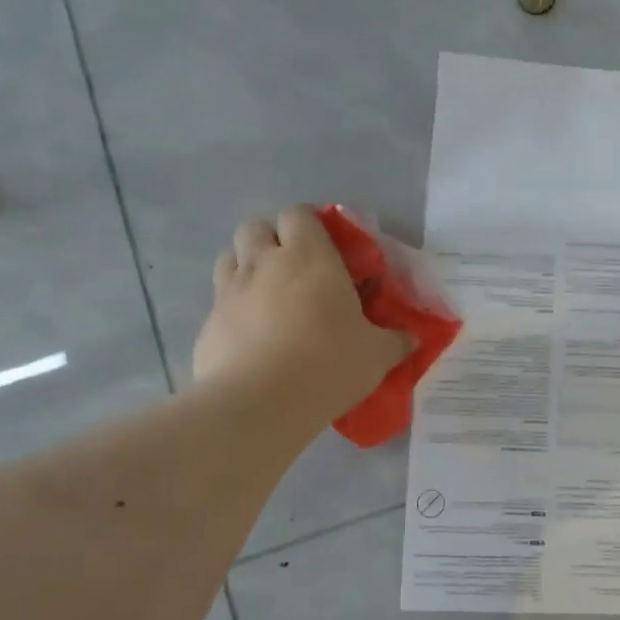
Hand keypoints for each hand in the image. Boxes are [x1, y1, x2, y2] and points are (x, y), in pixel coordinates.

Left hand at [193, 206, 414, 419]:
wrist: (259, 404)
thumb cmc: (328, 365)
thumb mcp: (376, 355)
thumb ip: (395, 341)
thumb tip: (411, 339)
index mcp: (309, 257)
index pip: (299, 214)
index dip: (309, 225)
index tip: (326, 247)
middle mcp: (264, 263)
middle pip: (255, 228)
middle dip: (271, 241)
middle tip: (293, 269)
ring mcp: (229, 292)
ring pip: (229, 259)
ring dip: (247, 268)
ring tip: (267, 297)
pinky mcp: (208, 324)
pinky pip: (219, 304)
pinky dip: (233, 311)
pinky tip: (251, 339)